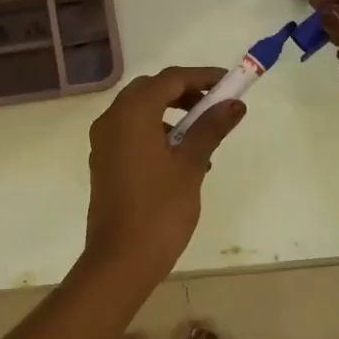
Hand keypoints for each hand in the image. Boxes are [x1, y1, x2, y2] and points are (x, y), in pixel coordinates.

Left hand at [84, 67, 245, 283]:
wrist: (119, 261)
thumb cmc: (159, 210)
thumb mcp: (191, 166)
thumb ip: (211, 128)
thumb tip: (234, 104)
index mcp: (132, 114)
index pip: (170, 79)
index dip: (201, 77)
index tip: (229, 82)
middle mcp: (112, 119)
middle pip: (151, 90)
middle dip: (184, 92)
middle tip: (215, 105)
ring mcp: (104, 141)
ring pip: (140, 111)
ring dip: (170, 113)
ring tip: (202, 137)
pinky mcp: (104, 161)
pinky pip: (131, 131)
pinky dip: (156, 131)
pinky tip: (181, 158)